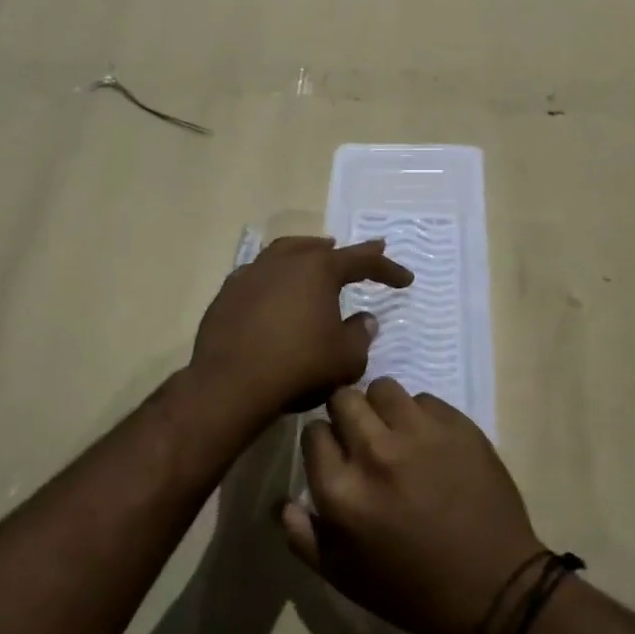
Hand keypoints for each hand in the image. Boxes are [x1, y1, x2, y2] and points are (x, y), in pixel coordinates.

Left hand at [191, 236, 412, 421]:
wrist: (230, 384)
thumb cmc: (297, 367)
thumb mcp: (345, 358)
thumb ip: (360, 335)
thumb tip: (364, 320)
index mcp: (318, 270)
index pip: (361, 261)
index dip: (387, 269)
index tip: (406, 279)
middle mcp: (285, 261)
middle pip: (320, 249)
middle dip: (345, 254)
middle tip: (362, 256)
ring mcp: (251, 274)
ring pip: (285, 253)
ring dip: (306, 253)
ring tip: (317, 256)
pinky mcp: (228, 293)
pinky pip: (259, 275)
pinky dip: (275, 277)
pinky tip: (276, 289)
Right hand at [281, 379, 546, 633]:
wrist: (495, 587)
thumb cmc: (413, 590)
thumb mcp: (346, 578)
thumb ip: (304, 538)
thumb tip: (282, 503)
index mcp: (342, 491)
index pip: (313, 433)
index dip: (322, 442)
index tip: (336, 455)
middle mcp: (375, 451)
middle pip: (343, 398)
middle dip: (347, 414)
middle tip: (364, 438)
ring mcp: (418, 432)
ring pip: (383, 388)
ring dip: (383, 408)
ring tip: (397, 433)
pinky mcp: (456, 423)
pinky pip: (424, 399)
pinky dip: (421, 416)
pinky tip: (431, 443)